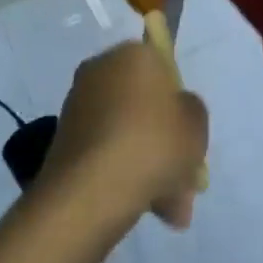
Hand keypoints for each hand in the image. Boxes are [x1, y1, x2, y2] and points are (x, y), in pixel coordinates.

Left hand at [41, 42, 208, 230]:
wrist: (91, 189)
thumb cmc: (152, 144)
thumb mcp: (196, 125)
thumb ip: (192, 110)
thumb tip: (177, 110)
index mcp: (132, 53)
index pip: (163, 70)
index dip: (178, 105)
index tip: (188, 137)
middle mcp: (101, 69)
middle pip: (144, 106)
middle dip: (166, 143)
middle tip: (183, 181)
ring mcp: (79, 103)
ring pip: (127, 132)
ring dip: (149, 165)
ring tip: (169, 209)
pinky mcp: (65, 137)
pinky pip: (106, 150)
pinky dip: (123, 173)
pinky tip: (143, 207)